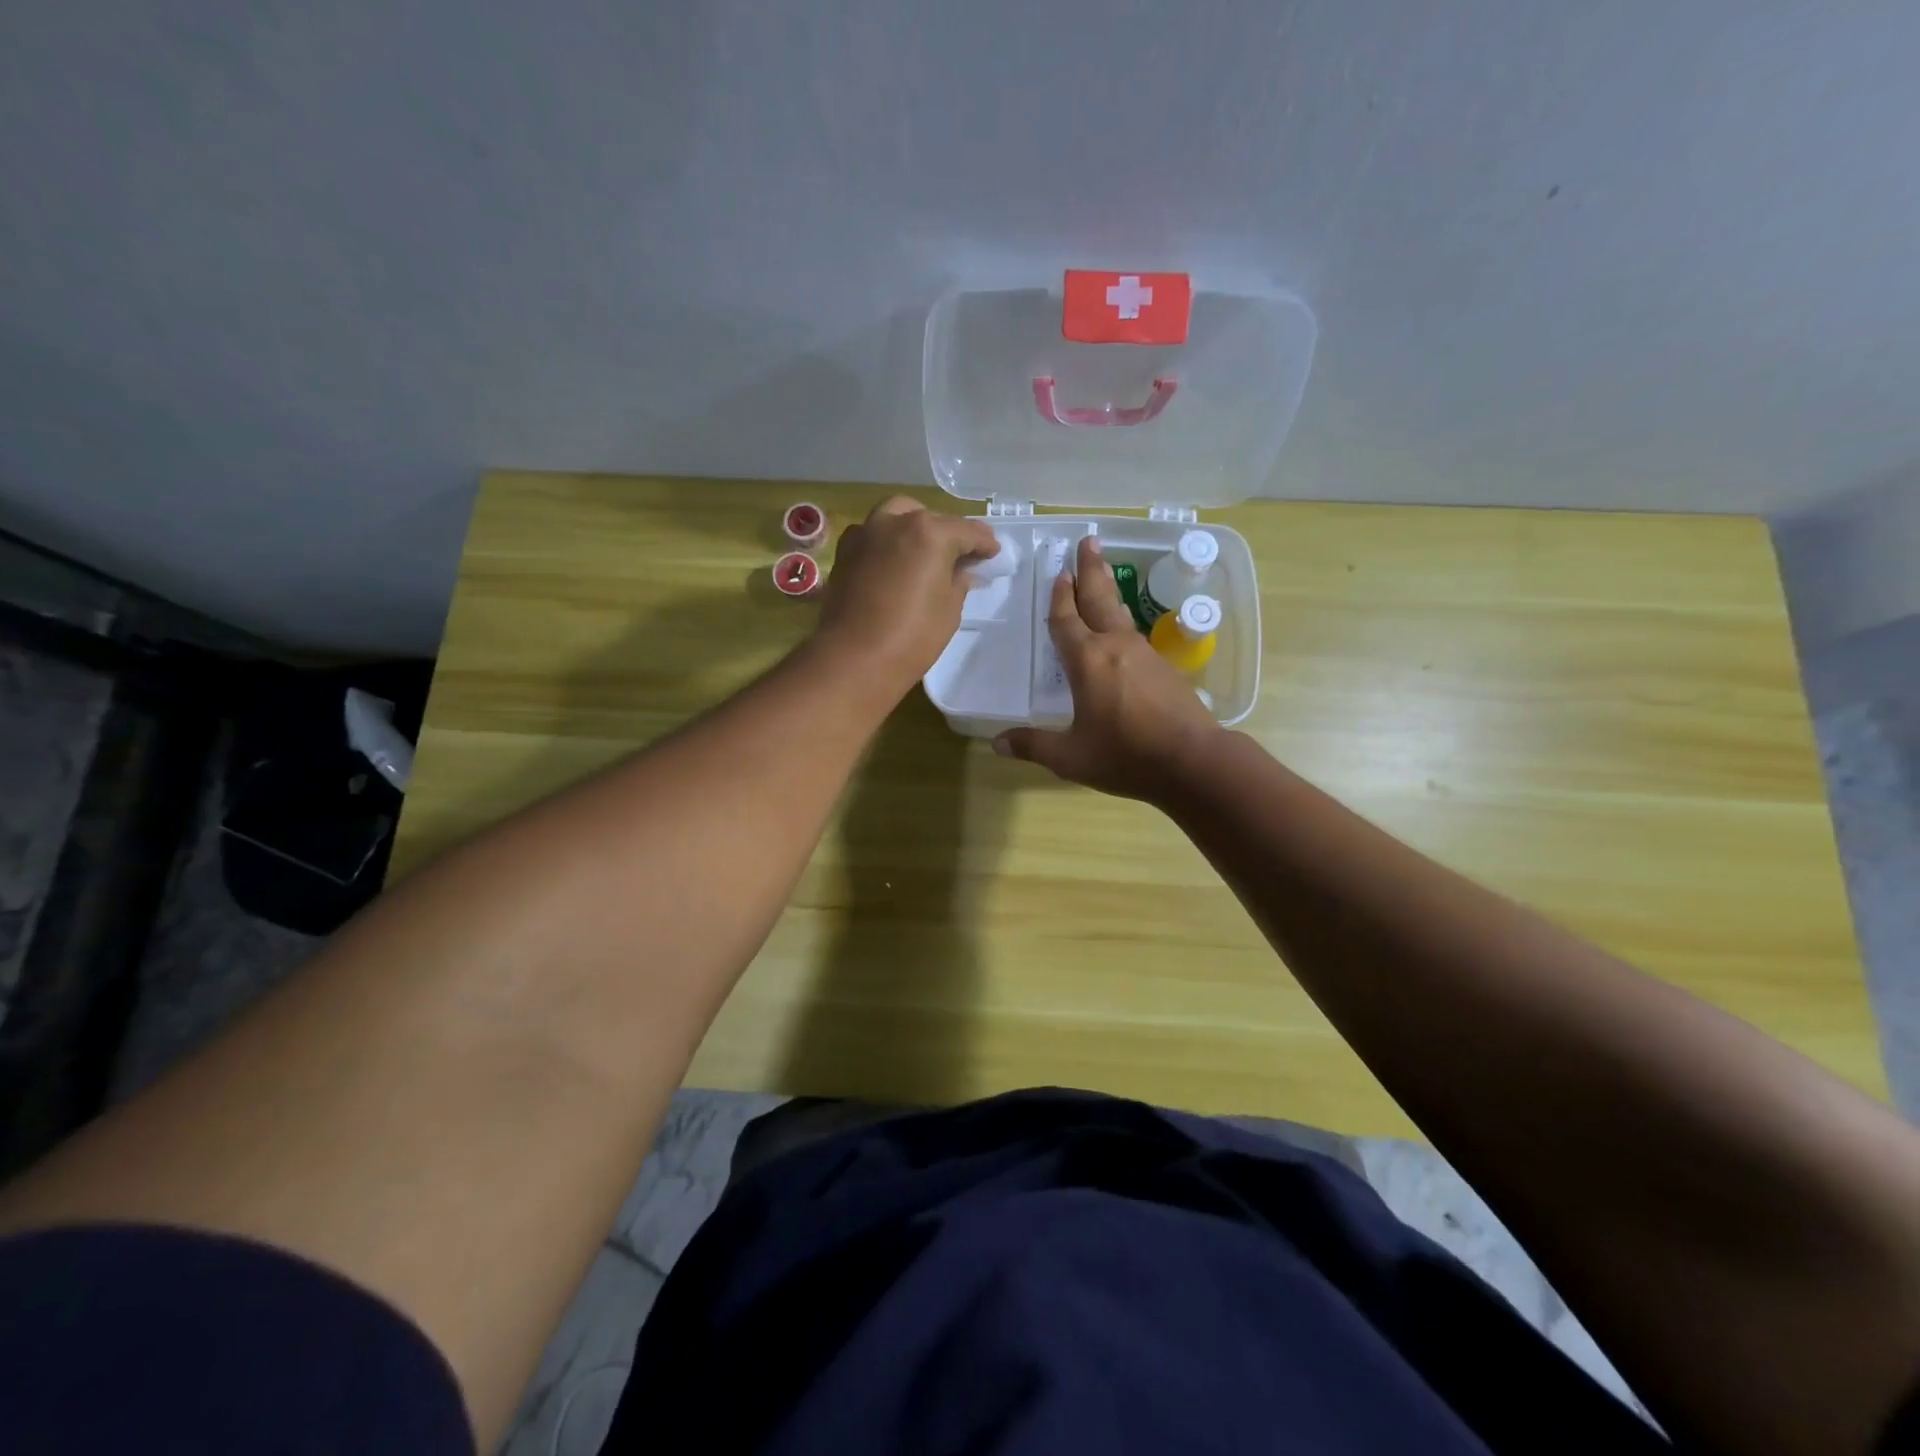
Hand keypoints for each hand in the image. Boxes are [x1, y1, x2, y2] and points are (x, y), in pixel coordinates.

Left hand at [813, 496, 1001, 699]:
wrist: (853, 659)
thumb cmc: (911, 638)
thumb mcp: (949, 611)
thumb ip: (958, 582)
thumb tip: (959, 571)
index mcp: (929, 533)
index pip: (966, 531)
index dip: (984, 543)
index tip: (993, 553)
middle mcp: (895, 522)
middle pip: (929, 518)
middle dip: (948, 532)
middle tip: (960, 555)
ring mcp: (865, 534)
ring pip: (896, 516)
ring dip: (914, 527)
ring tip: (925, 552)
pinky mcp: (845, 552)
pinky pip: (873, 535)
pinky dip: (888, 541)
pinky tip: (895, 562)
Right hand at [993, 537, 1222, 800]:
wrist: (1192, 761)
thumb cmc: (1126, 755)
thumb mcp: (1071, 757)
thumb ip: (1034, 745)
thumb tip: (997, 743)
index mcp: (1087, 661)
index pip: (1066, 620)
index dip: (1059, 597)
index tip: (1059, 572)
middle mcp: (1115, 646)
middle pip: (1099, 599)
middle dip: (1090, 570)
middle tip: (1088, 541)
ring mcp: (1144, 654)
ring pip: (1120, 613)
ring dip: (1108, 589)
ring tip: (1102, 572)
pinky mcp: (1164, 667)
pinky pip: (1135, 633)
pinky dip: (1122, 619)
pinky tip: (1122, 627)